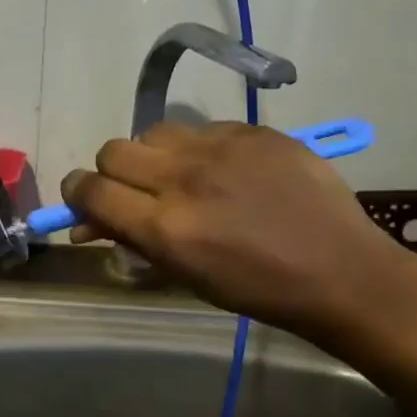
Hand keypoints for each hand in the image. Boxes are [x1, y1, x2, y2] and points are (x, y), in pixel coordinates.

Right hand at [61, 122, 411, 340]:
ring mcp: (222, 148)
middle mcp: (185, 178)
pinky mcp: (254, 131)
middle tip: (132, 191)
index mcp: (166, 226)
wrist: (340, 271)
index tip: (82, 200)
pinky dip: (199, 149)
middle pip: (114, 151)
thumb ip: (133, 240)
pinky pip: (203, 128)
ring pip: (155, 132)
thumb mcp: (185, 275)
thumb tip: (88, 223)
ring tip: (180, 177)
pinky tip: (225, 171)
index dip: (76, 193)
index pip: (91, 189)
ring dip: (153, 155)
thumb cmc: (258, 289)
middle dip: (111, 172)